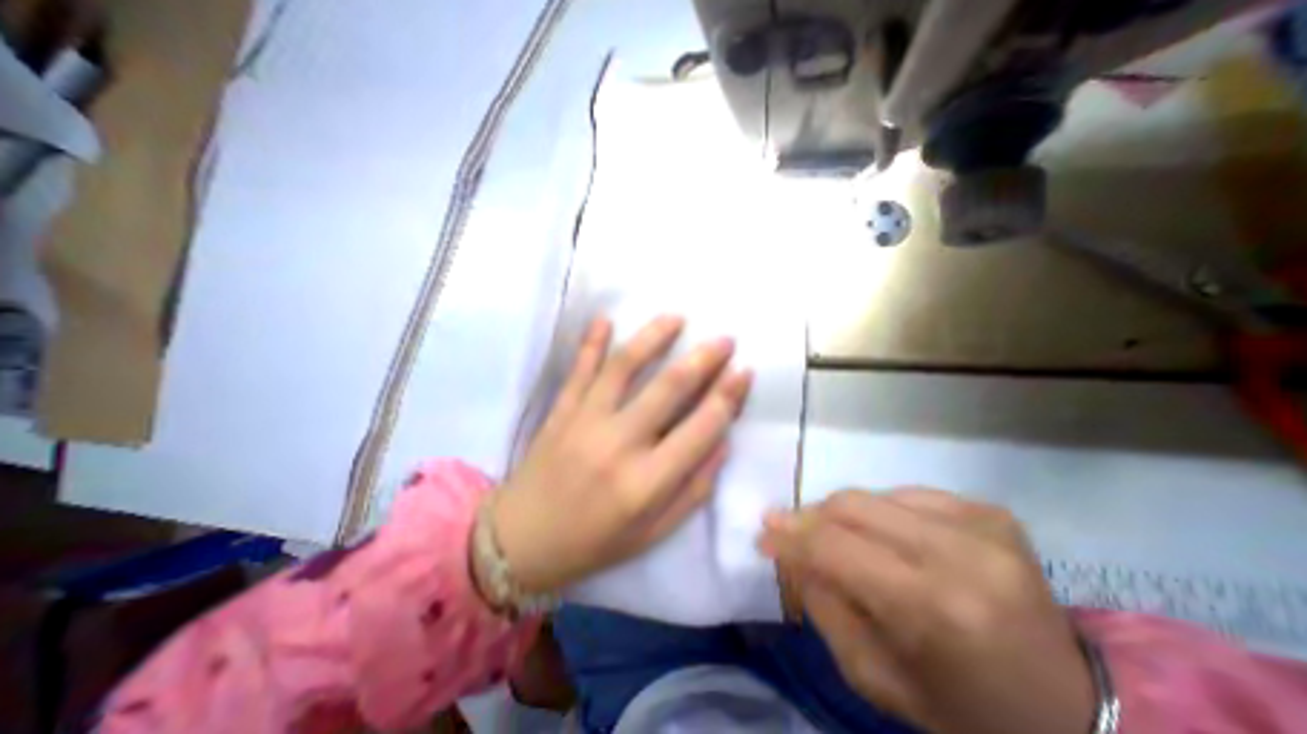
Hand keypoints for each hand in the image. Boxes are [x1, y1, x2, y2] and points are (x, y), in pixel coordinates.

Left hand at [492, 316, 754, 595]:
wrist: (521, 541)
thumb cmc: (594, 542)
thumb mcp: (653, 533)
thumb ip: (693, 490)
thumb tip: (723, 442)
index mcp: (645, 483)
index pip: (700, 429)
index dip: (728, 396)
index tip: (745, 371)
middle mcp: (618, 444)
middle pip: (668, 389)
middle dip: (702, 359)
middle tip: (724, 339)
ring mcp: (584, 422)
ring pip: (623, 367)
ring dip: (652, 337)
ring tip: (675, 318)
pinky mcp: (560, 412)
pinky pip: (578, 370)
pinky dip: (591, 342)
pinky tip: (604, 319)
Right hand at [762, 486, 1095, 732]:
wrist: (1068, 710)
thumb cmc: (960, 708)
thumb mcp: (873, 674)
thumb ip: (822, 603)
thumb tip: (791, 551)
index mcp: (932, 608)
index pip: (834, 547)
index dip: (790, 536)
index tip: (763, 534)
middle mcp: (960, 554)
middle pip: (850, 506)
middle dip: (808, 516)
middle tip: (786, 528)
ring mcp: (982, 525)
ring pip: (873, 496)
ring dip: (841, 515)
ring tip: (834, 538)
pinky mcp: (991, 512)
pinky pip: (906, 495)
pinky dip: (880, 512)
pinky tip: (883, 536)